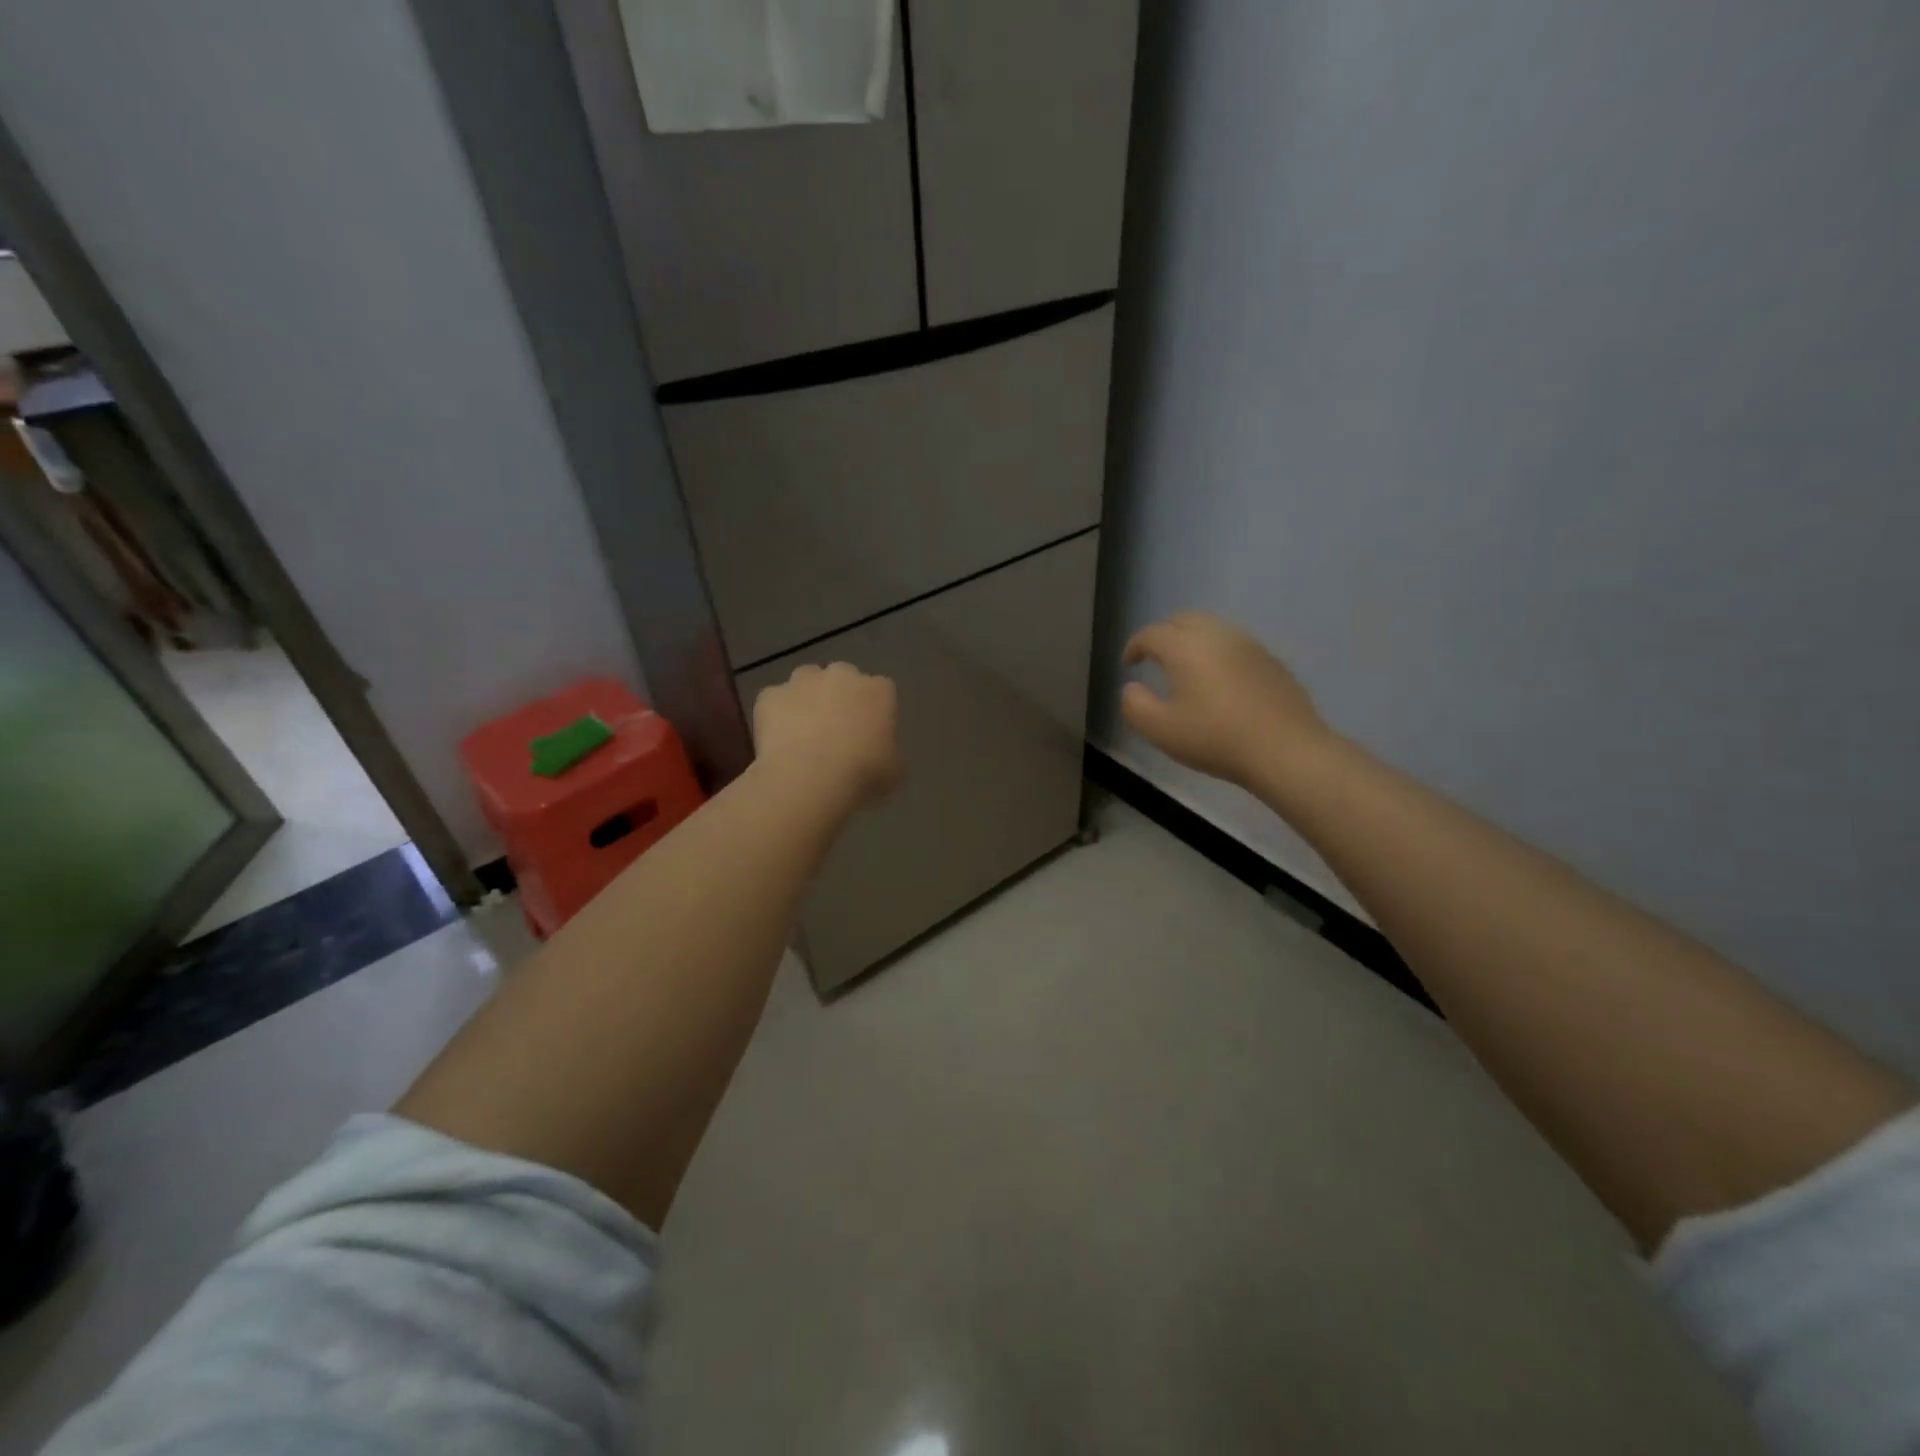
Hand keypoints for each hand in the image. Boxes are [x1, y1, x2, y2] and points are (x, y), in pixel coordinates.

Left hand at [752, 662, 902, 808]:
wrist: (809, 780)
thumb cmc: (862, 775)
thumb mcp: (894, 771)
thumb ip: (890, 753)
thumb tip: (882, 753)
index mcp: (878, 690)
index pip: (881, 691)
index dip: (874, 711)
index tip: (869, 734)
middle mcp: (842, 675)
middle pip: (842, 678)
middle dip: (839, 698)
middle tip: (835, 731)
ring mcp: (802, 681)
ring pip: (806, 681)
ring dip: (807, 699)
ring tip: (803, 733)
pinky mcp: (770, 695)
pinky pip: (775, 701)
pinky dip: (776, 716)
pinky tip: (778, 741)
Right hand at [1121, 613, 1331, 787]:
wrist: (1285, 749)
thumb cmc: (1215, 738)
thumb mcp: (1160, 730)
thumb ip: (1135, 706)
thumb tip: (1132, 688)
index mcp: (1185, 647)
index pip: (1151, 634)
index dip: (1134, 646)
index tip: (1128, 665)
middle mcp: (1217, 635)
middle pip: (1183, 620)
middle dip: (1163, 634)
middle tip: (1154, 657)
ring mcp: (1249, 645)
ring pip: (1212, 628)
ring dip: (1192, 640)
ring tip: (1185, 666)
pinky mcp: (1271, 661)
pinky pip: (1235, 644)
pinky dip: (1217, 652)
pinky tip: (1219, 680)